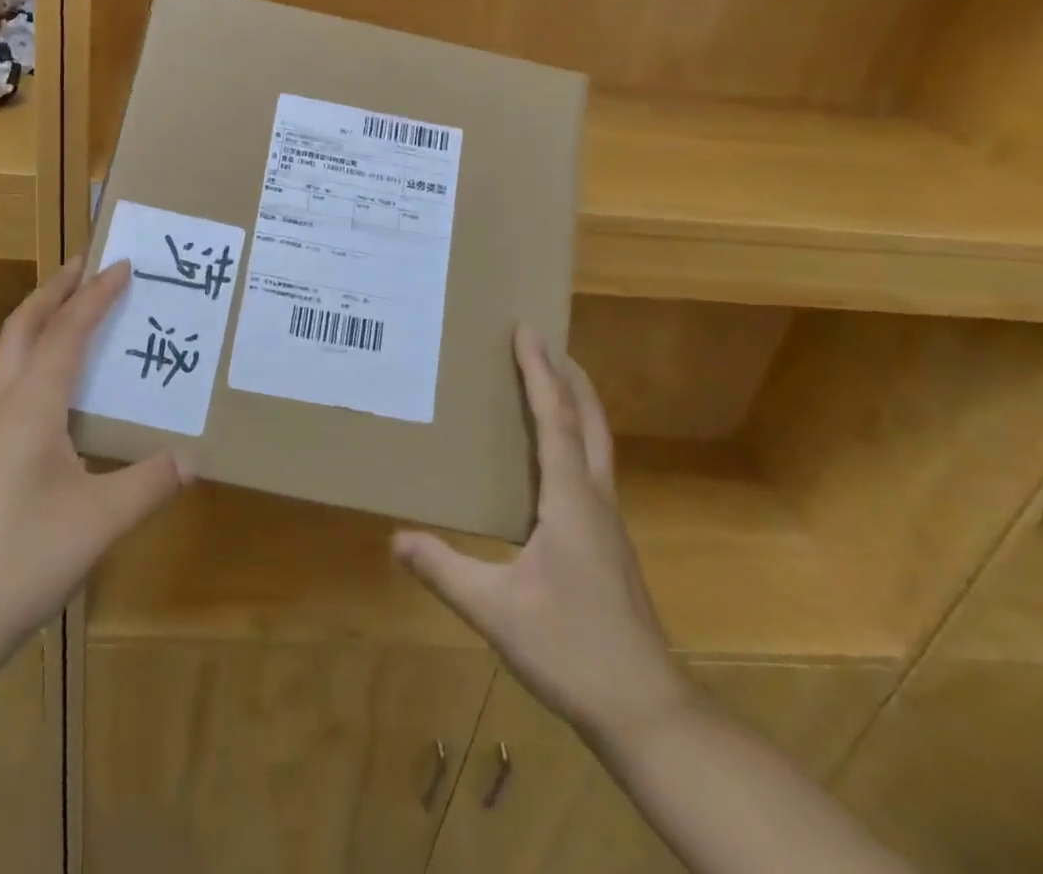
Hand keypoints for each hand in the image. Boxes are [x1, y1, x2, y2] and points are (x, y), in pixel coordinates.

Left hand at [0, 258, 191, 640]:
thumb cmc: (24, 558)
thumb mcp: (102, 520)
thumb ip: (151, 483)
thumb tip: (194, 458)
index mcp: (33, 406)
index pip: (68, 332)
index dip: (96, 296)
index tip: (122, 265)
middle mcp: (5, 405)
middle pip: (23, 327)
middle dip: (54, 290)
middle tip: (85, 265)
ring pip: (10, 354)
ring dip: (40, 321)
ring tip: (73, 312)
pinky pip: (12, 384)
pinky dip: (36, 359)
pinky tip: (57, 389)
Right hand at [393, 326, 689, 743]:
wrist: (646, 710)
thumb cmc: (571, 649)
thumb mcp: (495, 611)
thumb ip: (444, 570)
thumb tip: (396, 538)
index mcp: (571, 500)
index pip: (555, 420)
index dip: (540, 373)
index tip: (528, 331)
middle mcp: (595, 499)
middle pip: (589, 422)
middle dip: (569, 377)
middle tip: (546, 342)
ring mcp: (607, 522)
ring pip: (596, 445)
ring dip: (576, 405)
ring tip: (551, 382)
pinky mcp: (608, 543)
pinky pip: (591, 469)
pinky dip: (575, 439)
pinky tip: (553, 457)